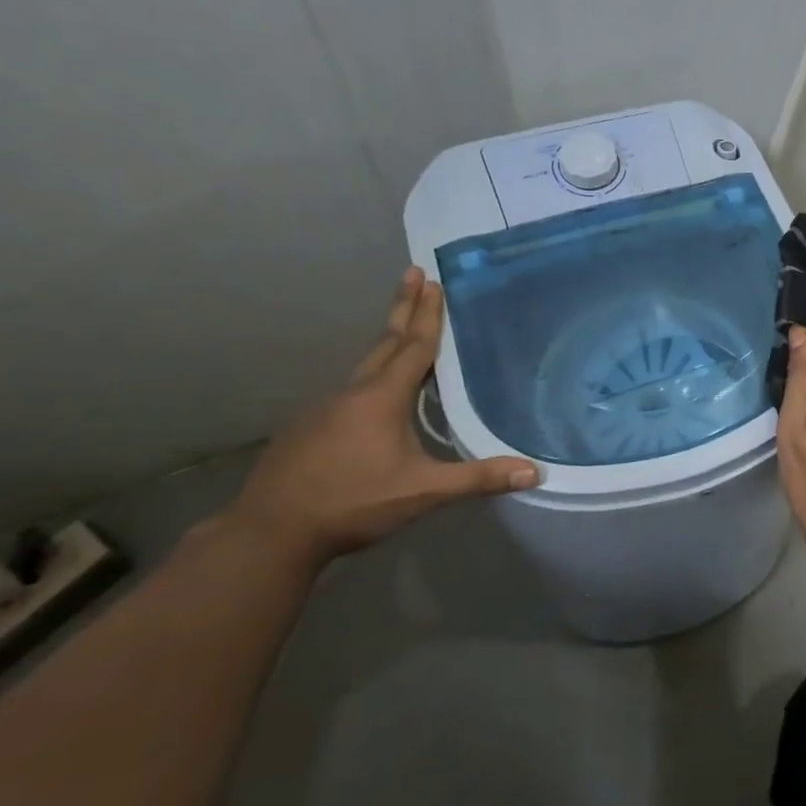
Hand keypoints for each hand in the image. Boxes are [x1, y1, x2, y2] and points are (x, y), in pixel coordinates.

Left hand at [222, 268, 538, 566]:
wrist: (270, 532)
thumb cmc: (353, 503)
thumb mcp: (422, 492)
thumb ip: (477, 479)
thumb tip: (535, 472)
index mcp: (382, 398)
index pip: (413, 346)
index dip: (426, 314)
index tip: (432, 280)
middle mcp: (353, 393)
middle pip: (386, 342)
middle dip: (403, 308)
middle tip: (414, 274)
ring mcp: (325, 409)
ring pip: (366, 366)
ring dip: (388, 340)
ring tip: (403, 328)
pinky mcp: (308, 428)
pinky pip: (349, 389)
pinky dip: (371, 375)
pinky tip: (374, 393)